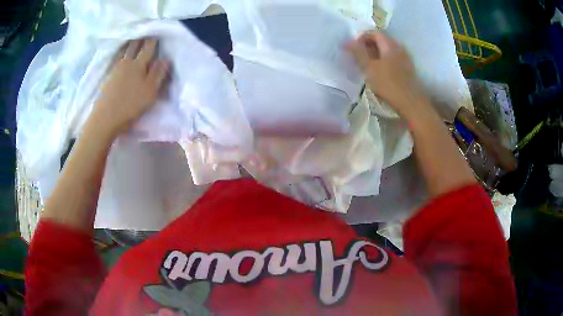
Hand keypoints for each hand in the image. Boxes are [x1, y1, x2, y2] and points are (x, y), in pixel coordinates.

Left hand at [88, 39, 169, 138]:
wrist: (105, 118)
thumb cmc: (130, 106)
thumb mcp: (150, 92)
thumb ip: (158, 74)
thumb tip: (165, 59)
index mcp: (139, 65)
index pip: (148, 48)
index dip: (153, 40)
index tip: (157, 34)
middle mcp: (126, 63)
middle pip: (134, 47)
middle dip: (140, 39)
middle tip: (144, 33)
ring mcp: (115, 70)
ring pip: (124, 52)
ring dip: (129, 44)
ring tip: (133, 40)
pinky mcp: (108, 78)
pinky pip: (116, 60)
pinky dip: (120, 54)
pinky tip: (120, 55)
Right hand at [348, 31, 428, 120]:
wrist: (411, 103)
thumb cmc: (389, 84)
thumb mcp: (369, 67)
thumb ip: (357, 52)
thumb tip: (346, 41)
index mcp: (390, 44)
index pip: (374, 32)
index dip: (361, 37)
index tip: (353, 48)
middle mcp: (399, 47)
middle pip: (380, 40)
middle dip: (367, 46)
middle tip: (357, 57)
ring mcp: (404, 58)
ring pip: (386, 50)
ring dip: (374, 54)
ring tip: (366, 65)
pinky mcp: (407, 68)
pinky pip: (392, 59)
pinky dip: (382, 61)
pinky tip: (378, 72)